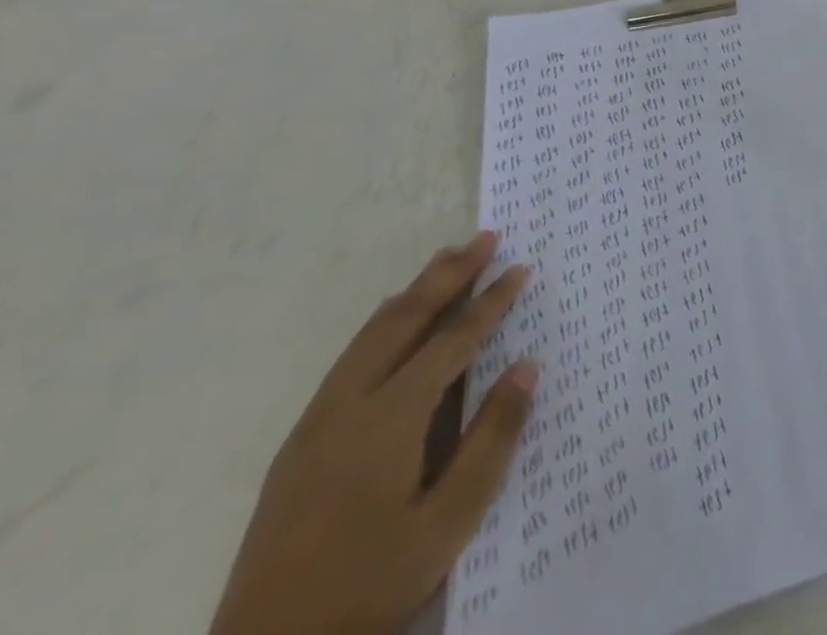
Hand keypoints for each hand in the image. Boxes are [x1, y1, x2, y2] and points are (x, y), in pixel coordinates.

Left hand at [210, 232, 537, 634]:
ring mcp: (315, 425)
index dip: (490, 302)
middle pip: (404, 321)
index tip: (521, 267)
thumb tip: (527, 366)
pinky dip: (383, 323)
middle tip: (485, 237)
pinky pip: (349, 358)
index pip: (452, 341)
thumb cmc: (370, 588)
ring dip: (413, 292)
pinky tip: (394, 320)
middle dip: (448, 275)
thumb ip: (492, 440)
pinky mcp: (299, 445)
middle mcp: (347, 408)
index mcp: (388, 422)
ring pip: (371, 335)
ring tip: (445, 259)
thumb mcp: (448, 523)